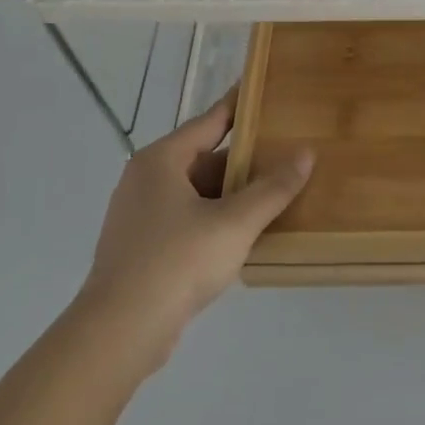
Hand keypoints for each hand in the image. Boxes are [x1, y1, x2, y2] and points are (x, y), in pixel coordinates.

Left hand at [76, 92, 312, 370]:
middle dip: (245, 161)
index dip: (241, 106)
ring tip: (276, 193)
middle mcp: (146, 179)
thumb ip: (273, 188)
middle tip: (287, 153)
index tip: (267, 90)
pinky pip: (188, 219)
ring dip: (233, 194)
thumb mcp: (235, 222)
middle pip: (206, 158)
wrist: (118, 333)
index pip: (211, 120)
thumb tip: (306, 153)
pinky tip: (246, 233)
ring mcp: (140, 215)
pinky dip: (216, 219)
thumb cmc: (177, 262)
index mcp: (162, 160)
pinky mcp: (142, 248)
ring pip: (198, 193)